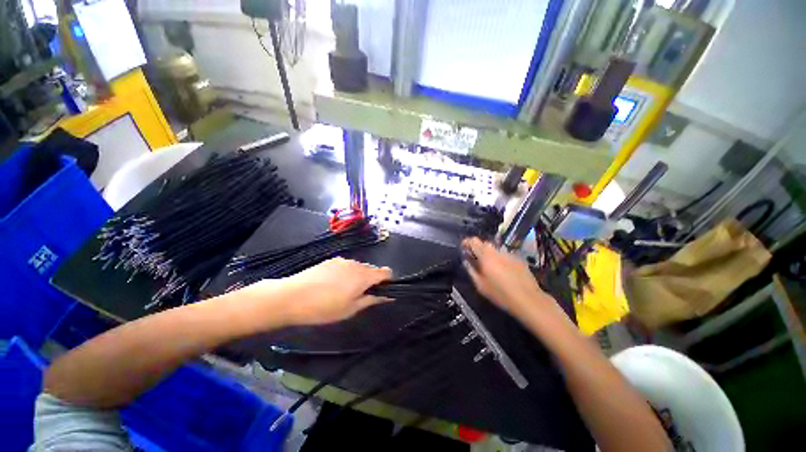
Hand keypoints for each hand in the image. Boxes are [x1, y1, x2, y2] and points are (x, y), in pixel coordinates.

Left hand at [244, 257, 392, 326]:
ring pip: (358, 267)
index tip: (382, 291)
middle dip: (371, 281)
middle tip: (359, 296)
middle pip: (372, 269)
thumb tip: (388, 297)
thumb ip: (372, 300)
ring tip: (342, 292)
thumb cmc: (325, 307)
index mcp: (364, 275)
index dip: (388, 281)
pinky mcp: (330, 260)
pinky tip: (331, 285)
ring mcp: (342, 260)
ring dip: (358, 277)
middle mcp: (356, 264)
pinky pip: (346, 265)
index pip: (386, 272)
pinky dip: (346, 273)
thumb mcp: (351, 309)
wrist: (292, 296)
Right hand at [462, 238, 561, 321]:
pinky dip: (501, 259)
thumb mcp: (480, 285)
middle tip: (476, 259)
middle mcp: (497, 251)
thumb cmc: (500, 294)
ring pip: (496, 249)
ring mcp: (510, 254)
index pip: (473, 241)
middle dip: (478, 248)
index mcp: (485, 256)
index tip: (463, 247)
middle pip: (485, 243)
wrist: (528, 299)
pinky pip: (506, 255)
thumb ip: (471, 270)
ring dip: (490, 254)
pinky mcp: (519, 259)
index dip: (467, 242)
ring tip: (490, 266)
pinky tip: (504, 271)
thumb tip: (466, 261)